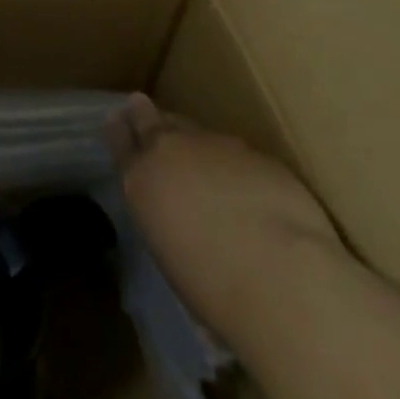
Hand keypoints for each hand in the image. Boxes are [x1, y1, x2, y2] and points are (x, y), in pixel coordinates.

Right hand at [107, 93, 344, 335]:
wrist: (282, 277)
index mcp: (140, 180)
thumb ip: (164, 218)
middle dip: (144, 114)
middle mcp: (169, 151)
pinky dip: (236, 163)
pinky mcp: (256, 152)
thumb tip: (176, 215)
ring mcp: (214, 145)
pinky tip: (249, 187)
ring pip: (195, 130)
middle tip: (142, 108)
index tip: (117, 120)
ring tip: (202, 159)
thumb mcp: (170, 255)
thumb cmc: (215, 291)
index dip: (118, 129)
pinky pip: (237, 151)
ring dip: (194, 142)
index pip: (119, 140)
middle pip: (149, 118)